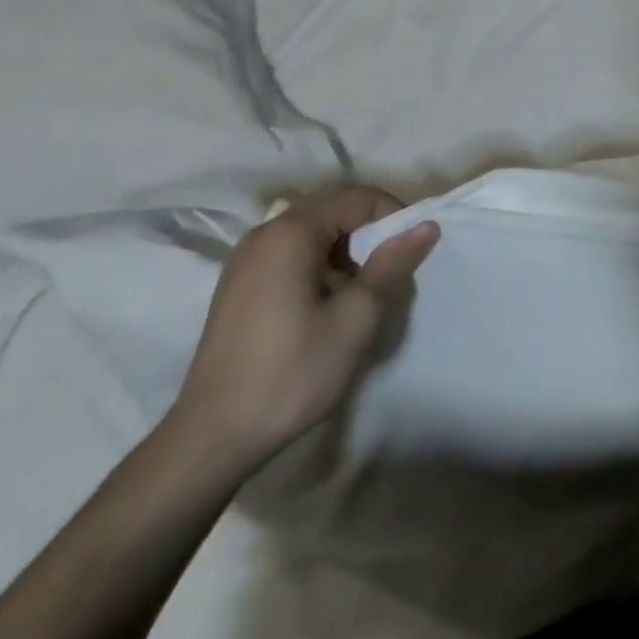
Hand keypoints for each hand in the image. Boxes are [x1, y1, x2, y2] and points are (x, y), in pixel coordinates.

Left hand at [167, 185, 439, 471]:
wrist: (212, 440)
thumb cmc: (292, 372)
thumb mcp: (356, 316)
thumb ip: (392, 263)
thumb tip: (427, 225)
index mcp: (292, 232)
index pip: (359, 198)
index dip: (394, 216)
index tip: (411, 253)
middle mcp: (265, 233)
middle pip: (334, 209)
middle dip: (370, 233)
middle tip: (391, 272)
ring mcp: (246, 259)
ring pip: (314, 232)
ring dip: (346, 251)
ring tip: (360, 293)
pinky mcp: (238, 285)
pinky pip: (292, 253)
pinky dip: (319, 265)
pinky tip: (325, 305)